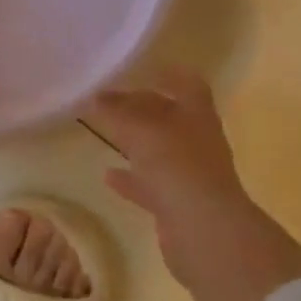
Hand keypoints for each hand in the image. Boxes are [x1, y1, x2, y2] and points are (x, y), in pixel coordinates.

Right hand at [87, 68, 249, 295]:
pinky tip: (107, 175)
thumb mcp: (141, 129)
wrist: (205, 233)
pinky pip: (150, 184)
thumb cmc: (177, 167)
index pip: (187, 84)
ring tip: (104, 132)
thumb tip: (95, 96)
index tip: (140, 67)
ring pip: (159, 150)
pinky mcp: (178, 204)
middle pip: (169, 116)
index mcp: (196, 115)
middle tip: (107, 98)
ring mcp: (189, 174)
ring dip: (135, 142)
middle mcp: (196, 141)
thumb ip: (117, 111)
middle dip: (142, 106)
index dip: (168, 73)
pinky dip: (131, 179)